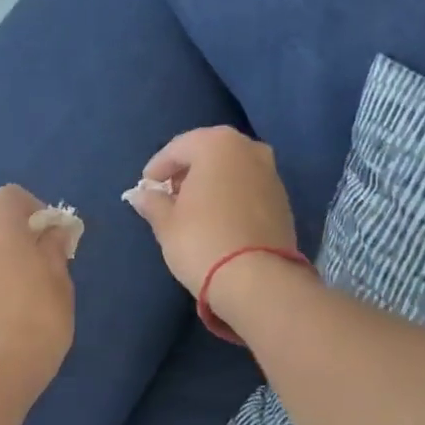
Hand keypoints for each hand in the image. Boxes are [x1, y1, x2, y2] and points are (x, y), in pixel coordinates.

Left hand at [0, 184, 75, 405]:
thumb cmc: (36, 323)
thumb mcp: (59, 284)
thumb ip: (54, 250)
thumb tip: (53, 232)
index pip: (10, 196)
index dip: (34, 207)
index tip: (53, 234)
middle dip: (13, 228)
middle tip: (38, 257)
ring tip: (21, 284)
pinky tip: (2, 308)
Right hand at [122, 126, 297, 296]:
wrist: (257, 280)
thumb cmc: (202, 241)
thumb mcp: (166, 223)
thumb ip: (153, 203)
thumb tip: (142, 195)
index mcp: (217, 144)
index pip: (177, 148)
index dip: (157, 169)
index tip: (146, 189)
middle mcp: (249, 149)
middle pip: (208, 154)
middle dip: (186, 173)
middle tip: (169, 197)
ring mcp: (271, 173)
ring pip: (231, 171)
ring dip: (211, 185)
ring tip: (193, 211)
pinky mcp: (283, 200)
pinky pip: (248, 189)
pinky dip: (231, 198)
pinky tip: (218, 221)